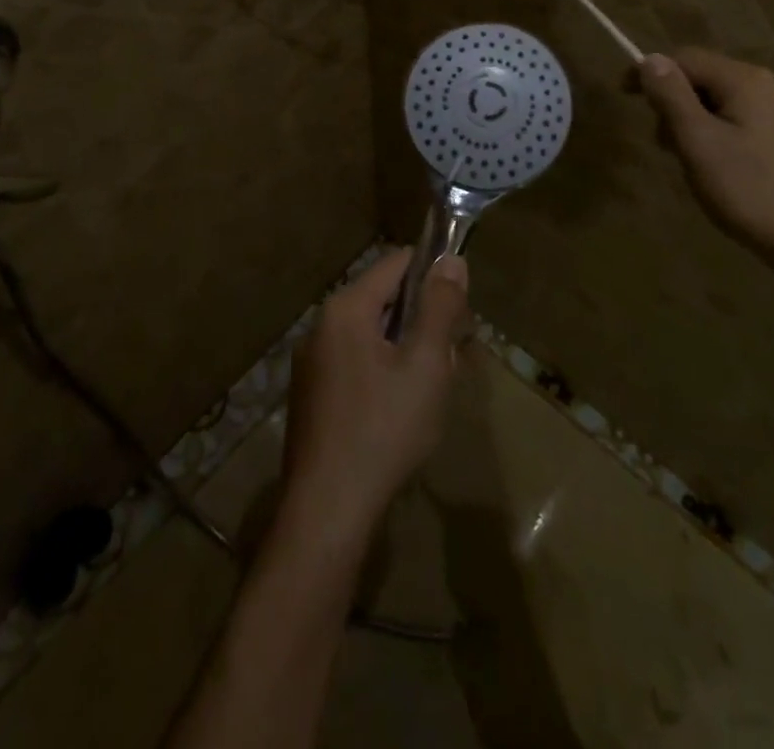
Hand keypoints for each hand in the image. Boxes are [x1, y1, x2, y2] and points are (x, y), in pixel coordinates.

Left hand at [280, 248, 469, 541]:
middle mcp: (322, 325)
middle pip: (384, 300)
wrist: (326, 512)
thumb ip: (440, 308)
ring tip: (433, 388)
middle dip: (423, 320)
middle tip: (451, 358)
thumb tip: (451, 261)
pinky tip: (402, 412)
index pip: (396, 263)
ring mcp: (312, 363)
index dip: (434, 275)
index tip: (461, 308)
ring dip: (407, 351)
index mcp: (346, 308)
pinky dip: (385, 373)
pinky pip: (357, 364)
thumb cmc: (383, 430)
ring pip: (373, 336)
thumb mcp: (425, 365)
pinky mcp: (312, 396)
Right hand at [634, 47, 773, 268]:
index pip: (686, 58)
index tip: (623, 97)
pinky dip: (720, 134)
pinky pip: (745, 121)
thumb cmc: (749, 191)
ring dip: (696, 121)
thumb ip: (671, 96)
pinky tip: (720, 169)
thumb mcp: (697, 142)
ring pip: (725, 102)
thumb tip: (650, 59)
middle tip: (662, 145)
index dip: (649, 72)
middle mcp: (772, 86)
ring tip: (690, 162)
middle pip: (706, 78)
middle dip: (675, 103)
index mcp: (748, 80)